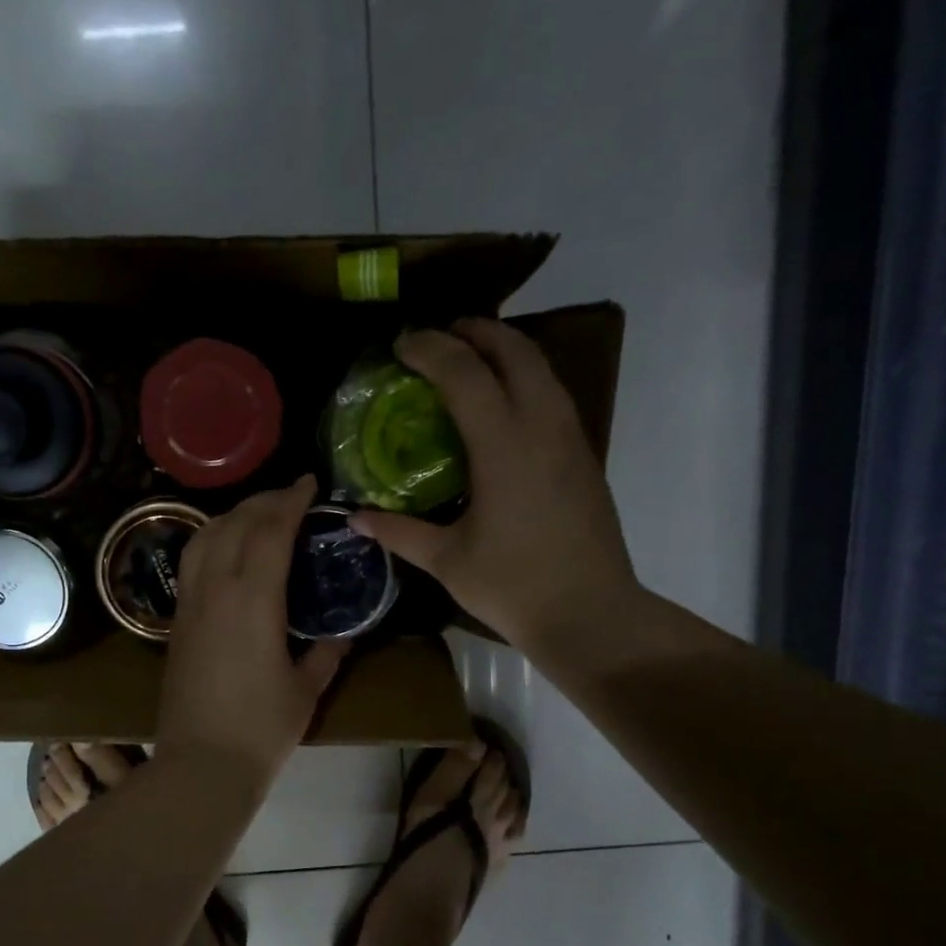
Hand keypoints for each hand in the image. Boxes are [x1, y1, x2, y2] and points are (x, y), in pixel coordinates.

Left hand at [157, 477, 348, 787]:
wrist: (201, 764)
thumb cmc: (261, 729)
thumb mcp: (306, 690)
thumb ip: (326, 654)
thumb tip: (343, 633)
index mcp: (253, 600)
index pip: (270, 531)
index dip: (290, 501)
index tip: (309, 483)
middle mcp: (216, 590)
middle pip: (234, 524)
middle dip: (263, 501)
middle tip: (289, 496)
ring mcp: (189, 604)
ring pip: (203, 537)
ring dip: (231, 516)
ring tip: (257, 515)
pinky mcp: (175, 622)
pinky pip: (191, 563)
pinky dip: (211, 540)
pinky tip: (227, 551)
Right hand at [351, 319, 639, 652]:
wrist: (590, 613)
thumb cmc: (512, 586)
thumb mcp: (446, 560)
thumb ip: (399, 531)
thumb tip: (355, 516)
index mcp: (504, 445)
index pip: (465, 373)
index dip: (431, 349)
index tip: (401, 344)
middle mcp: (543, 427)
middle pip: (515, 351)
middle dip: (476, 332)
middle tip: (440, 336)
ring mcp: (571, 438)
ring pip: (542, 369)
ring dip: (506, 351)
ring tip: (471, 359)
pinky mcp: (584, 457)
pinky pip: (553, 395)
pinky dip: (525, 380)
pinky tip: (503, 406)